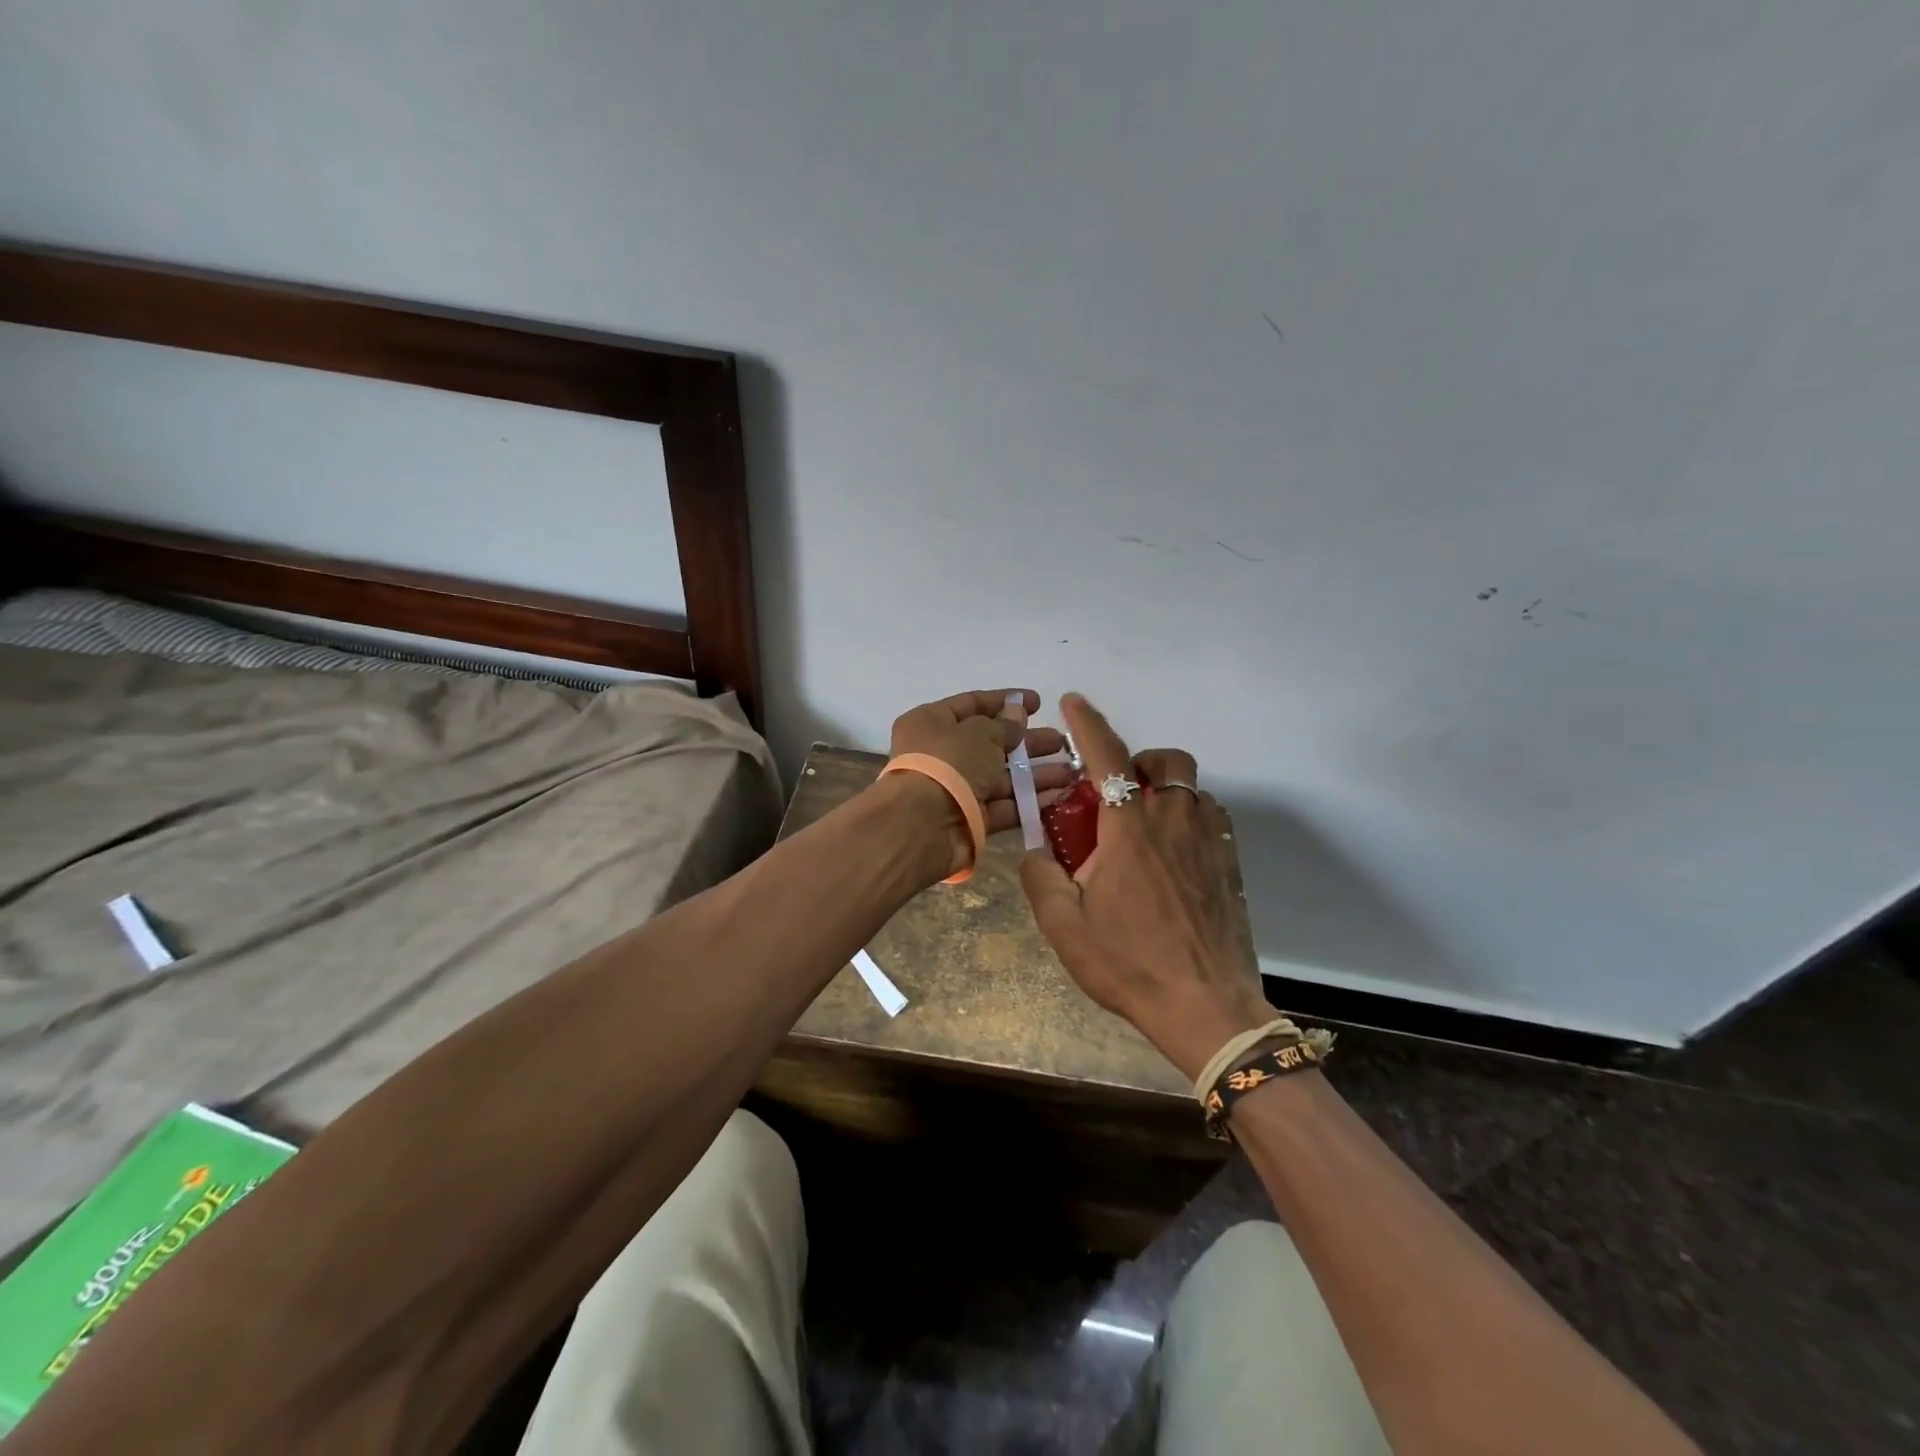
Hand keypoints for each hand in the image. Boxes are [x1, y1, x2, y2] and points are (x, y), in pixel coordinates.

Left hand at [888, 689, 1075, 878]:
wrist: (923, 826)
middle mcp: (940, 754)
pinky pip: (1002, 805)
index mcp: (931, 722)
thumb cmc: (948, 763)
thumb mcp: (980, 734)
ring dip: (1035, 773)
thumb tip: (1016, 714)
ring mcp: (954, 789)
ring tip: (1071, 771)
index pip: (972, 704)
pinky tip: (1058, 795)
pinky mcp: (968, 819)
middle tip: (1061, 741)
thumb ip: (1004, 725)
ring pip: (1000, 776)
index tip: (1038, 703)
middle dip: (1028, 742)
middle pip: (990, 742)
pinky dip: (1027, 801)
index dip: (1006, 702)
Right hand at [1020, 694, 1272, 1080]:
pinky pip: (1209, 819)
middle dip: (1137, 762)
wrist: (1203, 1006)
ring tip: (1139, 828)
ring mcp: (1208, 841)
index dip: (1088, 723)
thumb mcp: (1063, 924)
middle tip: (1113, 795)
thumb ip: (1040, 876)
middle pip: (1165, 761)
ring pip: (1191, 788)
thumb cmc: (1128, 962)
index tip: (1073, 700)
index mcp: (1131, 827)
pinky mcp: (1228, 864)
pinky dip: (1186, 818)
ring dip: (1162, 789)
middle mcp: (1174, 820)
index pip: (1107, 756)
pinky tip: (1168, 856)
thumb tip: (1035, 851)